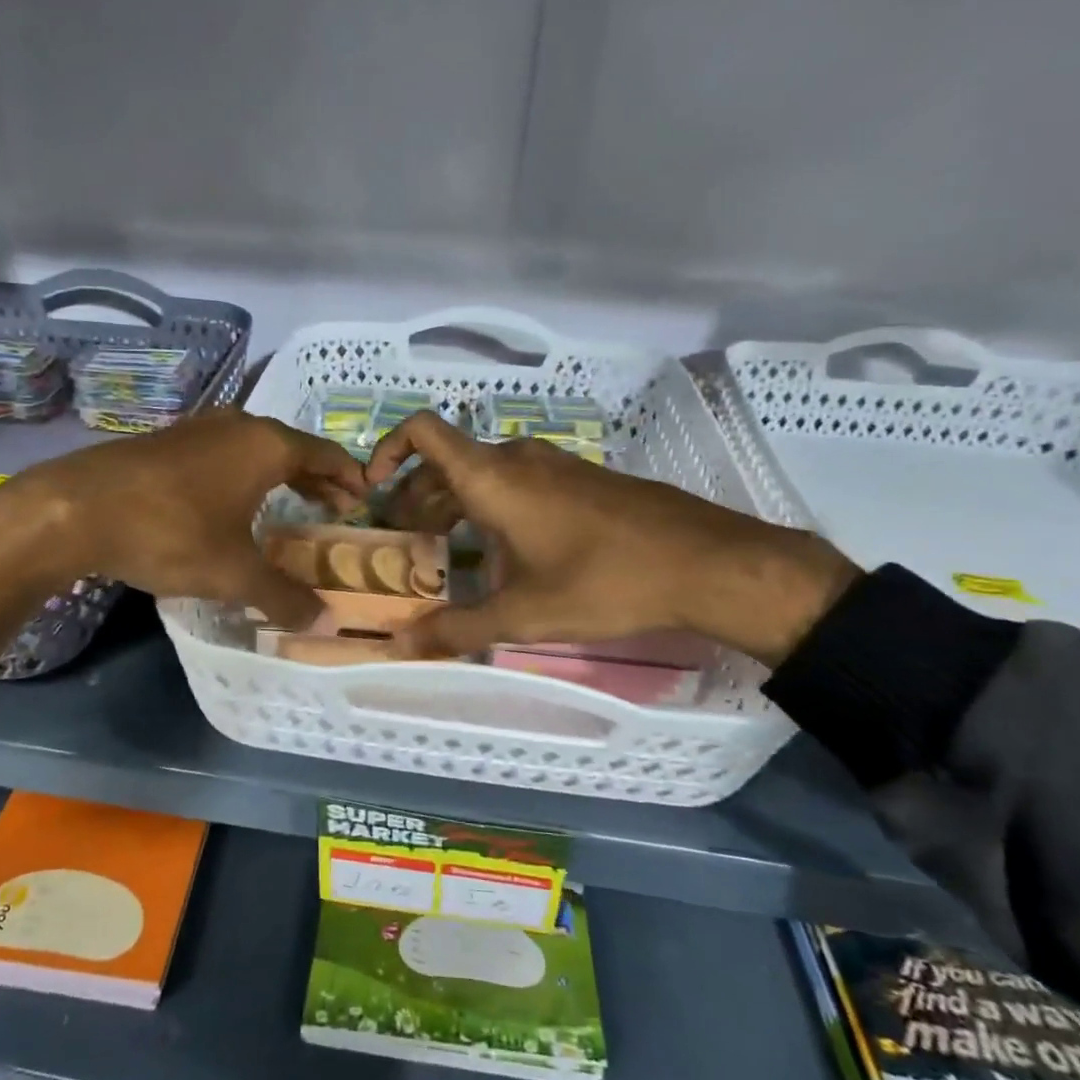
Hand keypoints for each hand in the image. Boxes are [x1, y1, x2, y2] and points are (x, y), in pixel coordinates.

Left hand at [0, 409, 368, 625]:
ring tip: (290, 505)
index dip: (349, 478)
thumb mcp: (234, 573)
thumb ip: (284, 596)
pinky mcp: (165, 442)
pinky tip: (231, 503)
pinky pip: (222, 454)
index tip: (365, 499)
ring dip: (278, 476)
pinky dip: (242, 475)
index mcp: (266, 445)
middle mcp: (237, 425)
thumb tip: (324, 622)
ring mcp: (197, 430)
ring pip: (254, 449)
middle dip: (316, 479)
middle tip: (334, 508)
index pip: (326, 455)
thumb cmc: (170, 532)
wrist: (74, 509)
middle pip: (292, 449)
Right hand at [363, 412, 858, 664]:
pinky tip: (503, 550)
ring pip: (484, 473)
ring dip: (454, 502)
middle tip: (405, 540)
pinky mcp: (581, 479)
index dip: (387, 449)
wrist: (705, 562)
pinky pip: (518, 481)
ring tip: (445, 547)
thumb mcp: (522, 613)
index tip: (374, 489)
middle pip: (447, 461)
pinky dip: (491, 505)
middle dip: (417, 495)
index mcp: (492, 478)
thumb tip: (399, 648)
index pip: (423, 431)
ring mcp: (554, 465)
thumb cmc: (603, 581)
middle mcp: (518, 459)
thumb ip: (456, 629)